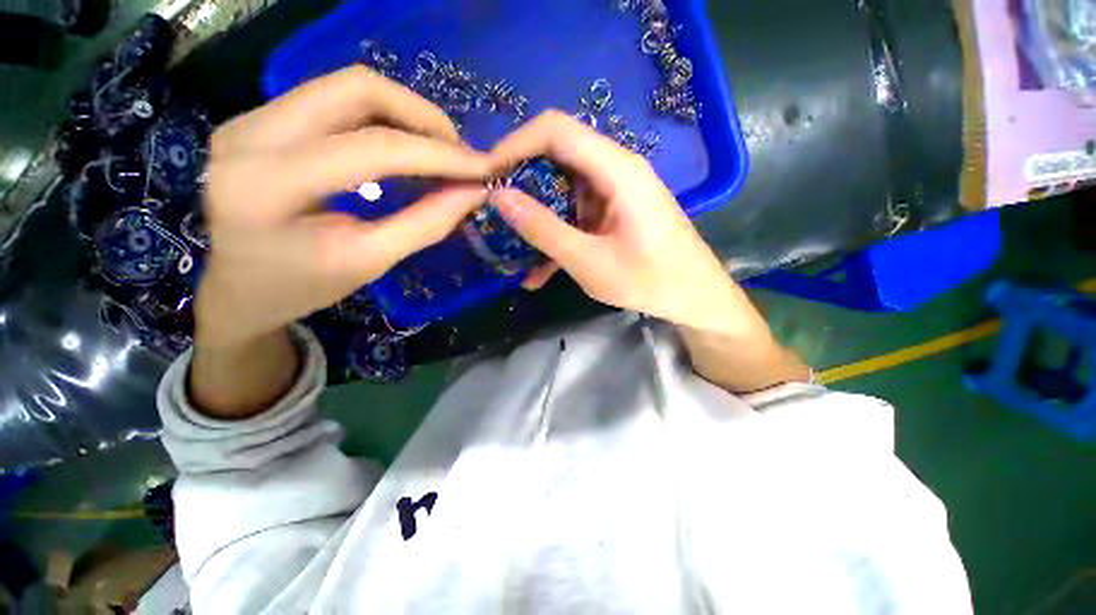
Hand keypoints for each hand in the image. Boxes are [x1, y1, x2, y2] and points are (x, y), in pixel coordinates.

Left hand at [196, 65, 491, 348]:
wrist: (239, 288)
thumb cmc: (302, 286)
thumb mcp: (370, 262)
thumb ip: (425, 224)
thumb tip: (473, 192)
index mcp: (269, 185)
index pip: (372, 148)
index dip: (438, 154)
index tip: (483, 167)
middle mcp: (249, 134)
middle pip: (356, 89)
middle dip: (423, 117)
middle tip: (459, 153)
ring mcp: (248, 119)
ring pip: (345, 87)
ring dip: (405, 114)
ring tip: (438, 151)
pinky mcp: (258, 119)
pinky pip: (333, 100)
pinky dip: (381, 118)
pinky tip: (404, 147)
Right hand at [489, 111, 808, 391]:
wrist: (696, 298)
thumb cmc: (650, 282)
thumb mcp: (589, 261)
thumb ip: (544, 229)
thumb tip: (500, 197)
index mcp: (617, 170)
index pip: (555, 130)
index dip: (515, 145)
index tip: (486, 175)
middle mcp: (617, 169)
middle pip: (558, 155)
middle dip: (522, 181)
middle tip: (494, 210)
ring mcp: (617, 191)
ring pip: (564, 189)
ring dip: (539, 217)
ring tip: (514, 247)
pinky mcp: (616, 210)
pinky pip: (578, 212)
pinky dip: (558, 234)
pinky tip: (540, 271)